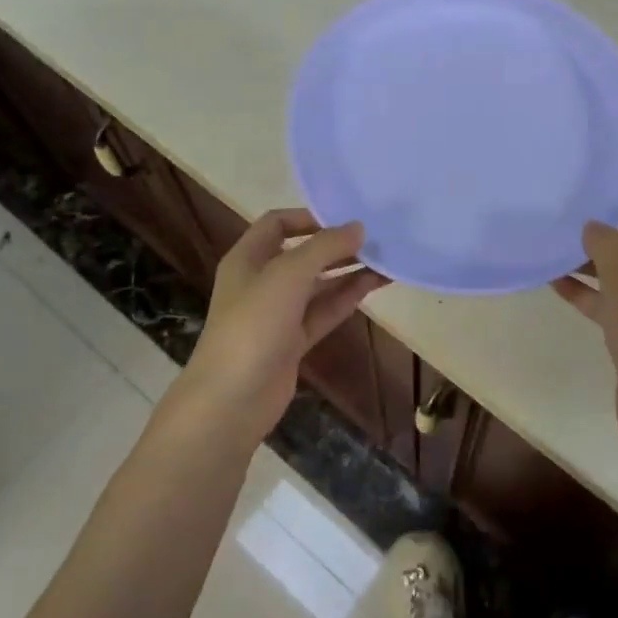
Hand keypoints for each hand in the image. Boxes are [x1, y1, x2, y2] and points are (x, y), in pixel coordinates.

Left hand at [172, 209, 388, 446]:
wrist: (231, 400)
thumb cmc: (253, 326)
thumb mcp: (288, 275)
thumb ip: (324, 247)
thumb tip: (358, 227)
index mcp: (247, 258)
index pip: (277, 224)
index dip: (308, 216)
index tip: (345, 216)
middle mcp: (261, 281)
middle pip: (302, 253)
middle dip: (336, 245)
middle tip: (375, 237)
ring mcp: (277, 314)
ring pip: (317, 284)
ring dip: (347, 270)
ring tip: (386, 259)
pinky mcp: (293, 341)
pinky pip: (324, 311)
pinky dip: (347, 297)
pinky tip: (374, 284)